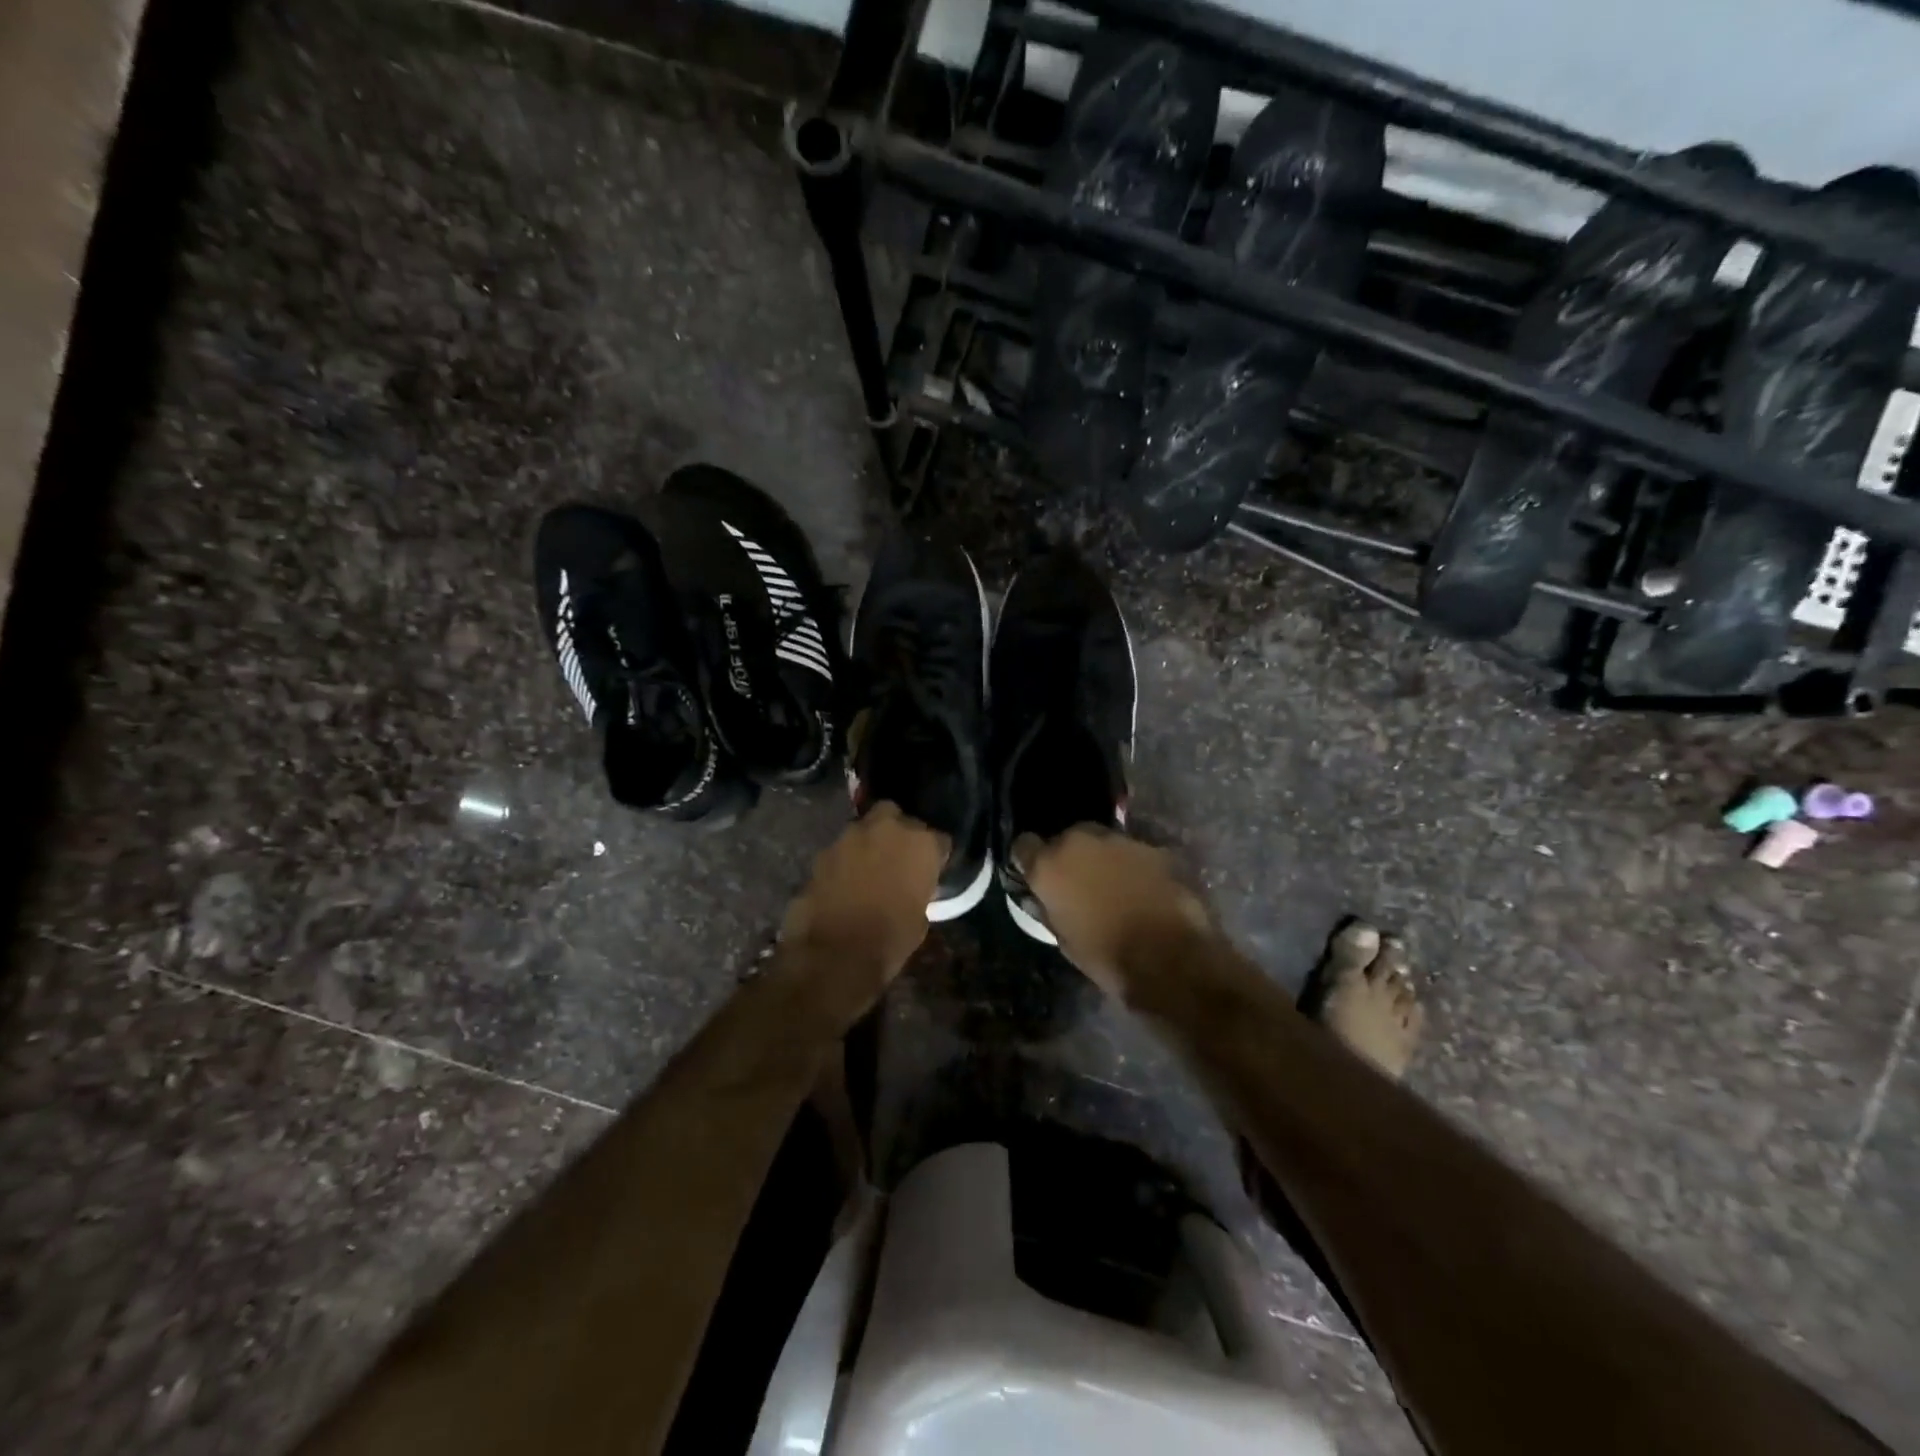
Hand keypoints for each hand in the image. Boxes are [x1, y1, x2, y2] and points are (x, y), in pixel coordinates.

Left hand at [779, 804, 947, 976]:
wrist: (836, 954)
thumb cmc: (890, 940)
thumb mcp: (920, 916)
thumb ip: (918, 889)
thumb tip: (910, 887)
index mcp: (921, 844)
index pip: (938, 839)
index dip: (935, 855)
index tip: (931, 869)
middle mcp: (887, 829)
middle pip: (895, 815)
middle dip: (896, 830)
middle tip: (896, 856)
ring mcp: (850, 836)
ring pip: (863, 828)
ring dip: (867, 843)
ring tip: (868, 869)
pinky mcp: (823, 852)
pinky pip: (841, 850)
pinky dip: (844, 861)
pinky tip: (844, 881)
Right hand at [1012, 826, 1211, 996]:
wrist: (1169, 958)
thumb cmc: (1106, 956)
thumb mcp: (1063, 938)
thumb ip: (1052, 906)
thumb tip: (1051, 897)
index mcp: (1050, 866)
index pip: (1023, 846)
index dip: (1029, 859)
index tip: (1036, 874)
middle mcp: (1079, 842)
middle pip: (1066, 838)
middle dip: (1070, 856)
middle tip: (1079, 882)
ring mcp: (1119, 841)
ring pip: (1102, 842)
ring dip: (1103, 859)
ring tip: (1115, 887)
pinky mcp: (1153, 848)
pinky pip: (1133, 853)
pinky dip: (1134, 867)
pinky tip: (1143, 890)